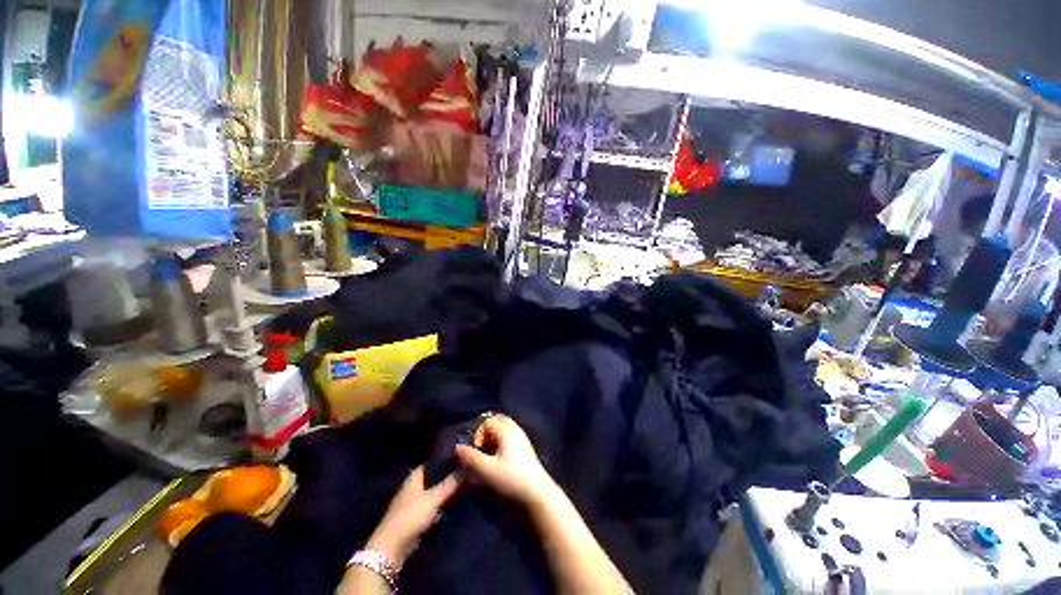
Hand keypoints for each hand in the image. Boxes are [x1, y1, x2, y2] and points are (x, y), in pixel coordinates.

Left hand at [366, 466, 458, 565]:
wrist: (391, 547)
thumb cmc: (411, 516)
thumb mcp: (434, 498)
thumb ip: (450, 483)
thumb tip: (468, 467)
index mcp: (415, 476)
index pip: (433, 462)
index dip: (446, 460)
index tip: (462, 458)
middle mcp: (413, 485)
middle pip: (433, 476)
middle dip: (447, 475)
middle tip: (466, 472)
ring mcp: (412, 501)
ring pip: (433, 491)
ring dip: (444, 490)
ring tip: (463, 485)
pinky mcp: (414, 516)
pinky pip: (431, 503)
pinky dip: (440, 502)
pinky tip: (452, 502)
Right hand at [454, 414, 557, 507]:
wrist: (538, 492)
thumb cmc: (511, 479)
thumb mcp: (487, 470)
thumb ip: (471, 457)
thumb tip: (457, 447)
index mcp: (507, 431)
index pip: (488, 421)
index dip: (478, 433)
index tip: (474, 449)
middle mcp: (515, 429)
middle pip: (498, 421)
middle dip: (486, 431)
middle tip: (479, 447)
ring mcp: (522, 437)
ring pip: (505, 428)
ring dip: (494, 436)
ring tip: (487, 452)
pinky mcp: (526, 448)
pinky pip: (511, 435)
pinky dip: (502, 440)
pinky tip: (499, 457)